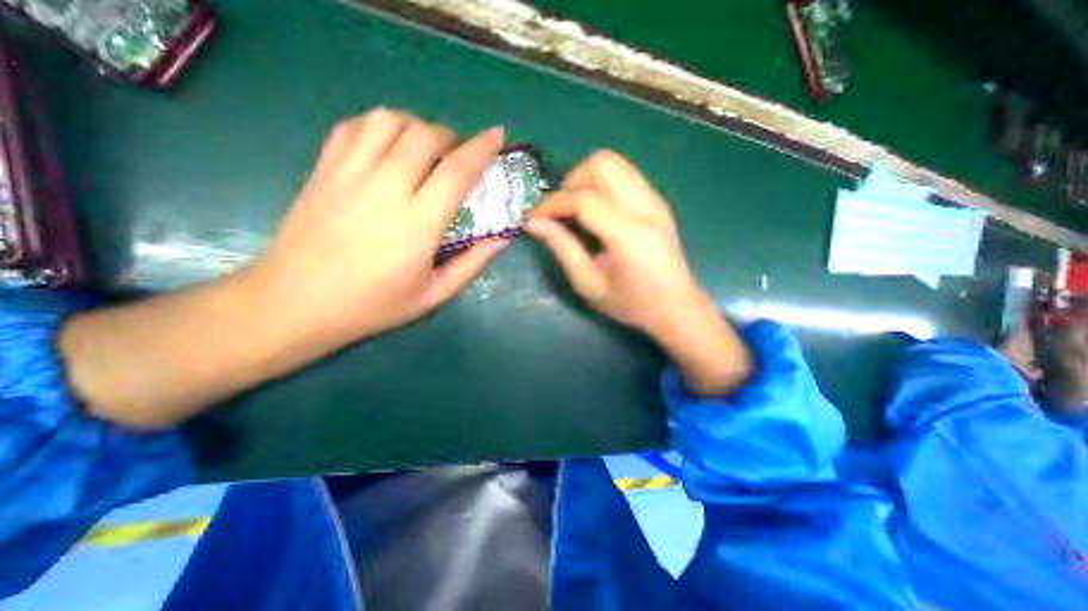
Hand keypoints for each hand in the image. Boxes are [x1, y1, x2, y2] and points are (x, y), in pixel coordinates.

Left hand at [251, 107, 510, 349]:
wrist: (296, 303)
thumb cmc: (373, 305)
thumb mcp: (434, 295)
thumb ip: (472, 265)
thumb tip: (502, 239)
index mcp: (417, 224)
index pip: (457, 171)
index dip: (482, 148)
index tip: (497, 135)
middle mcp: (385, 190)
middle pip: (424, 136)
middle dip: (451, 137)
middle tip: (458, 156)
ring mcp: (348, 174)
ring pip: (388, 121)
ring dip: (416, 126)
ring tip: (424, 148)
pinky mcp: (323, 170)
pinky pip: (353, 127)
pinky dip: (379, 126)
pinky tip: (388, 146)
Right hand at [526, 151, 748, 394]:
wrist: (677, 307)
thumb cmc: (631, 304)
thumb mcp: (589, 284)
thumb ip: (562, 248)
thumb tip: (534, 223)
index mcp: (629, 234)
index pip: (583, 198)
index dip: (551, 204)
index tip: (533, 218)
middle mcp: (646, 207)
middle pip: (601, 164)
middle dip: (570, 182)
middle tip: (560, 212)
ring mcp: (655, 199)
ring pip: (613, 162)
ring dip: (585, 179)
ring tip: (575, 209)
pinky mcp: (657, 200)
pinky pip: (623, 174)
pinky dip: (601, 183)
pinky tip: (596, 211)